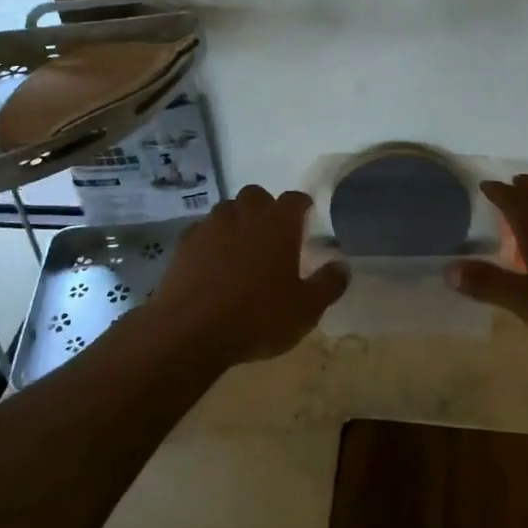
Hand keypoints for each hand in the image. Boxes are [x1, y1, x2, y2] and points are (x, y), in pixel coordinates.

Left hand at [152, 186, 349, 365]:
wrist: (189, 331)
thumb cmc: (257, 317)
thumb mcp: (306, 309)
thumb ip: (328, 284)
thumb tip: (343, 265)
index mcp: (278, 224)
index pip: (295, 199)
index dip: (302, 205)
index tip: (307, 217)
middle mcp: (244, 214)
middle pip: (257, 196)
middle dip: (266, 208)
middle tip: (272, 235)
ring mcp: (210, 226)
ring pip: (227, 210)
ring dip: (237, 221)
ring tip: (242, 250)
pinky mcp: (184, 243)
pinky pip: (203, 231)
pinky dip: (211, 240)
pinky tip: (213, 265)